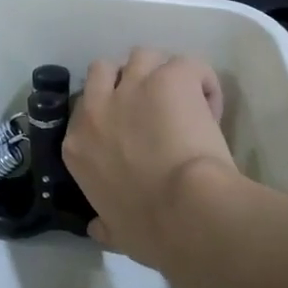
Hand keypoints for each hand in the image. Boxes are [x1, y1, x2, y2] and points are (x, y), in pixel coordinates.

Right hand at [65, 47, 235, 270]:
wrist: (185, 212)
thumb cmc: (148, 230)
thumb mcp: (115, 232)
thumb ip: (104, 224)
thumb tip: (96, 229)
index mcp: (77, 145)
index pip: (84, 112)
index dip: (109, 116)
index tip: (131, 134)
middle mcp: (97, 108)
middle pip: (103, 71)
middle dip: (125, 81)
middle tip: (151, 104)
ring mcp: (133, 87)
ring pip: (142, 55)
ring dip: (160, 71)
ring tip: (182, 97)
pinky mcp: (171, 78)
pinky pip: (187, 63)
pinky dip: (200, 79)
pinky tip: (210, 102)